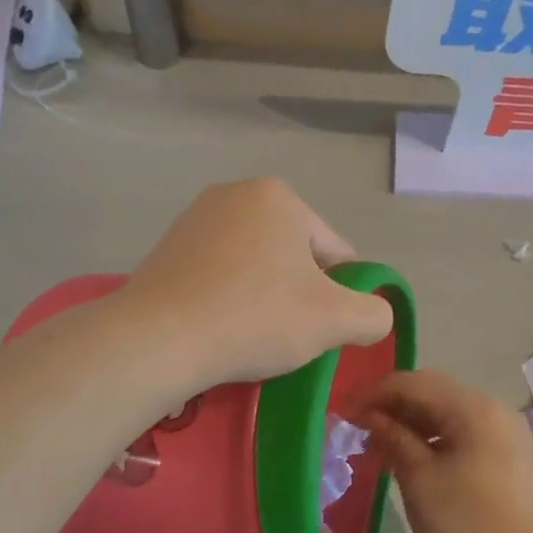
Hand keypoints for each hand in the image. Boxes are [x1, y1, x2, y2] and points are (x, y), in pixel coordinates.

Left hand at [120, 179, 392, 388]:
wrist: (158, 339)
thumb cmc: (255, 318)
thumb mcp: (335, 321)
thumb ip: (374, 314)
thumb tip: (373, 314)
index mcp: (279, 197)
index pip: (335, 253)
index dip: (340, 296)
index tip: (322, 330)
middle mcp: (235, 194)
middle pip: (294, 256)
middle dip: (299, 295)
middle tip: (287, 336)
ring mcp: (195, 218)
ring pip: (256, 266)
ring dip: (265, 298)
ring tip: (251, 335)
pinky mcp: (167, 248)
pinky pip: (219, 275)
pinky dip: (229, 299)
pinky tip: (220, 328)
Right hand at [353, 369, 532, 532]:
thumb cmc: (470, 525)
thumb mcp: (421, 481)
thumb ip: (394, 440)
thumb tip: (370, 416)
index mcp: (473, 407)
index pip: (414, 382)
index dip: (375, 392)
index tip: (344, 413)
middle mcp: (493, 410)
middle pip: (433, 394)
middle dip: (392, 407)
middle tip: (358, 430)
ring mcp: (504, 434)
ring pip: (448, 415)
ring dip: (411, 425)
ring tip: (379, 449)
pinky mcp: (508, 458)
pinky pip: (463, 435)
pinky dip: (433, 441)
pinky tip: (412, 462)